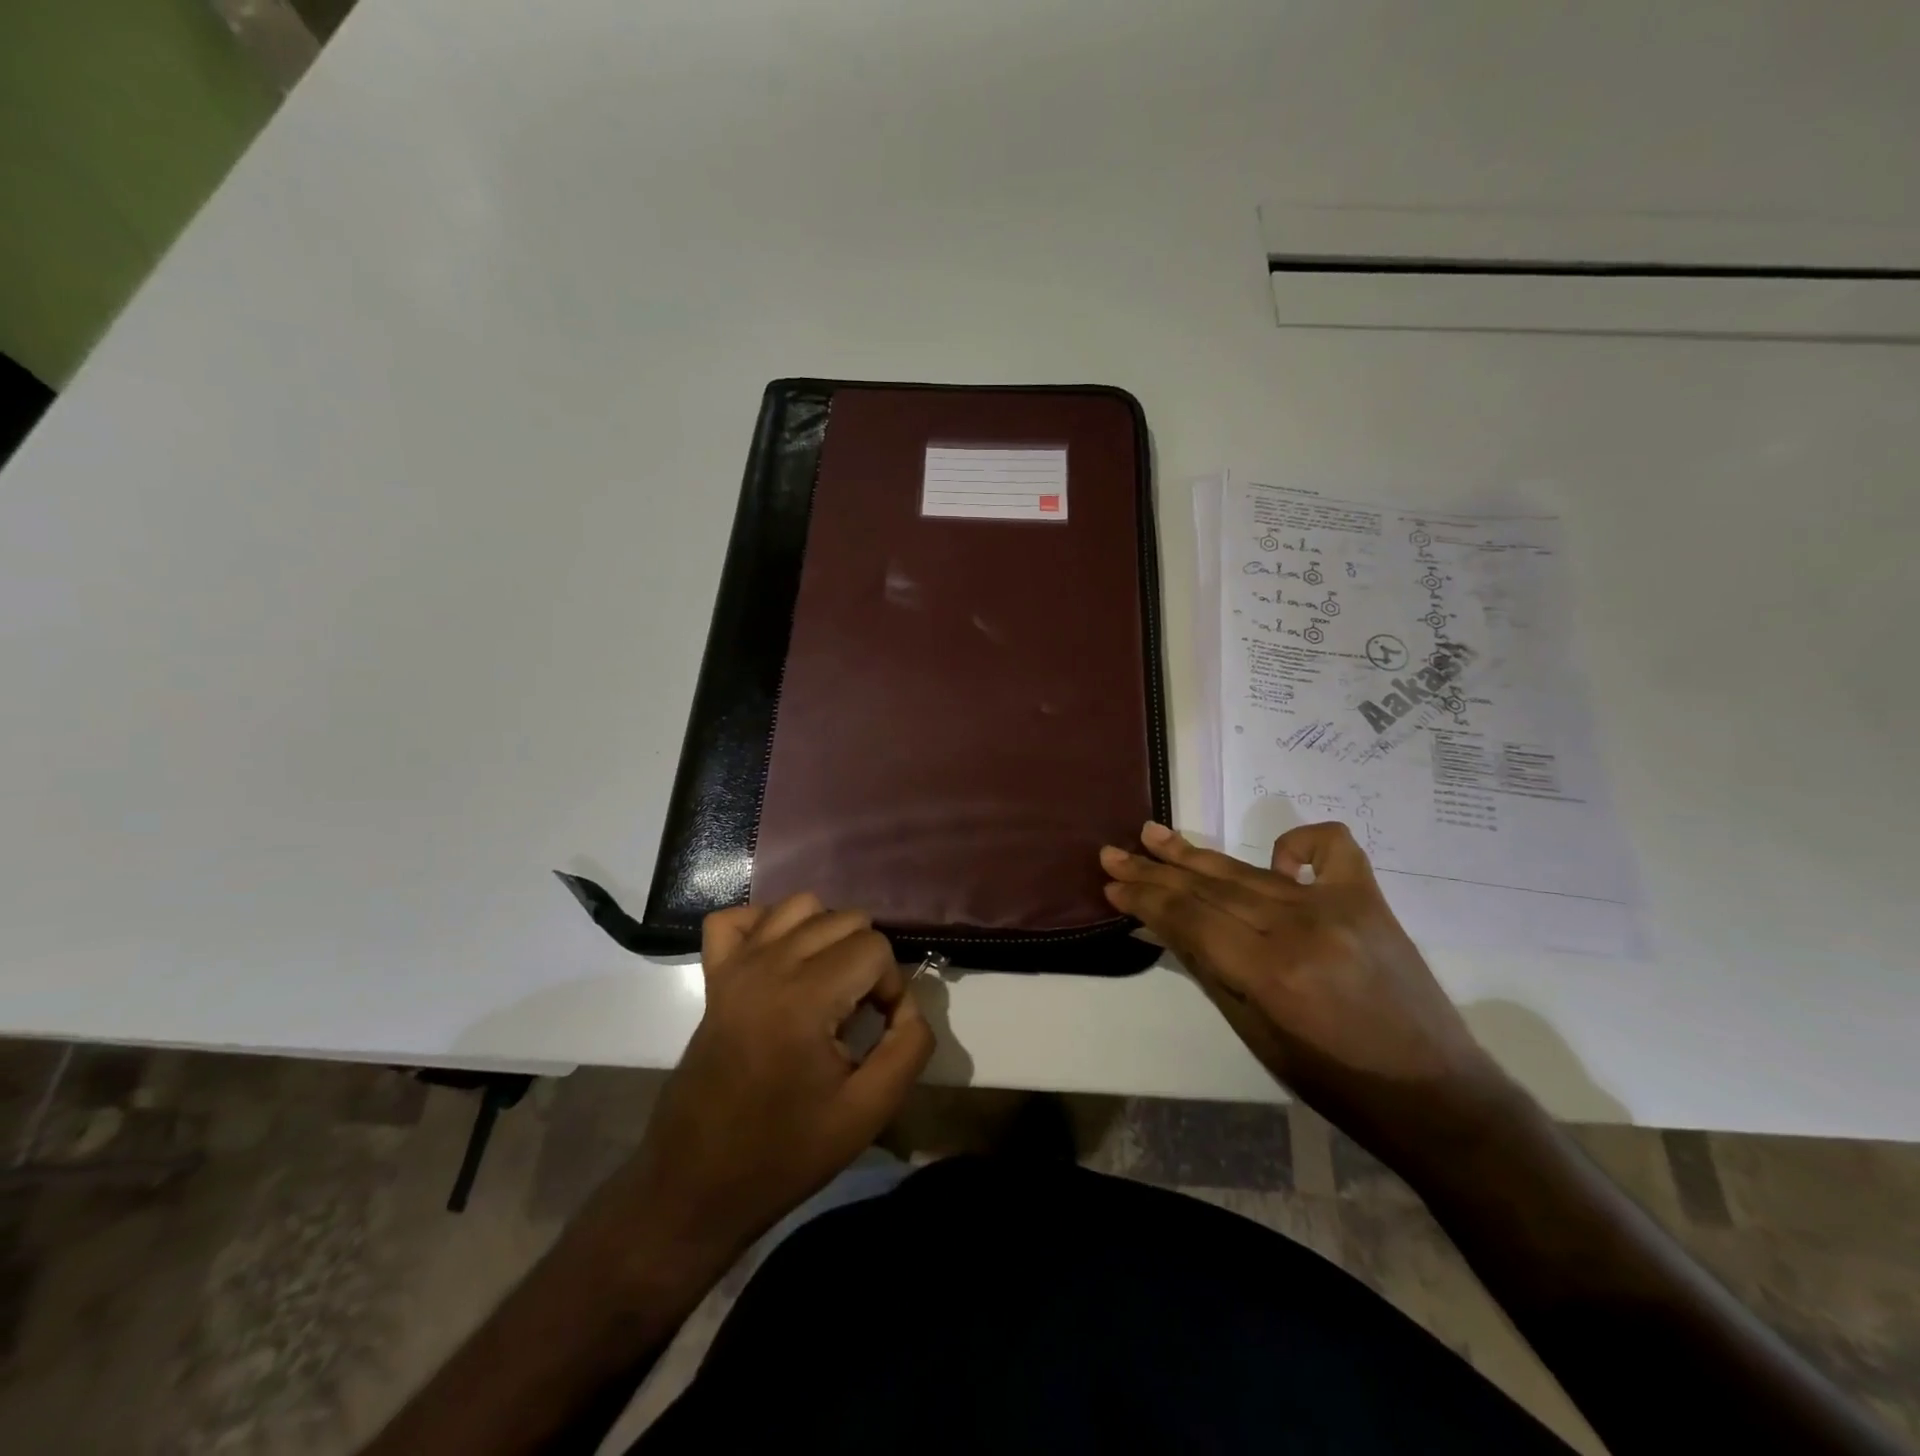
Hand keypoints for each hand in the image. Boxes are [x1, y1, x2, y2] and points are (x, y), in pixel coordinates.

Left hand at [620, 894, 933, 1258]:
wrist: (697, 1183)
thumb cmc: (784, 1152)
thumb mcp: (867, 1112)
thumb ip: (909, 1048)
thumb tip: (908, 1007)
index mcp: (805, 997)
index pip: (875, 947)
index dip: (890, 986)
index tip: (879, 1030)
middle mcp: (768, 965)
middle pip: (844, 918)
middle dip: (865, 959)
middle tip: (857, 1013)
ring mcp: (735, 966)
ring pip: (799, 906)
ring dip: (826, 935)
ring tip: (827, 983)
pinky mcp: (713, 976)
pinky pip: (737, 918)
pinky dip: (765, 926)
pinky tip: (781, 961)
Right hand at [1100, 821, 1514, 1163]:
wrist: (1434, 1093)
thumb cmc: (1334, 1082)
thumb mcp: (1256, 1035)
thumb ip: (1210, 970)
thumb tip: (1164, 925)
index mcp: (1270, 972)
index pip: (1189, 919)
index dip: (1145, 900)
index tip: (1112, 886)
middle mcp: (1300, 927)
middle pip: (1209, 888)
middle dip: (1155, 871)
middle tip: (1114, 854)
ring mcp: (1337, 905)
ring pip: (1248, 870)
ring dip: (1196, 855)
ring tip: (1154, 834)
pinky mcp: (1368, 897)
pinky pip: (1330, 846)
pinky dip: (1297, 842)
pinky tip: (1275, 855)